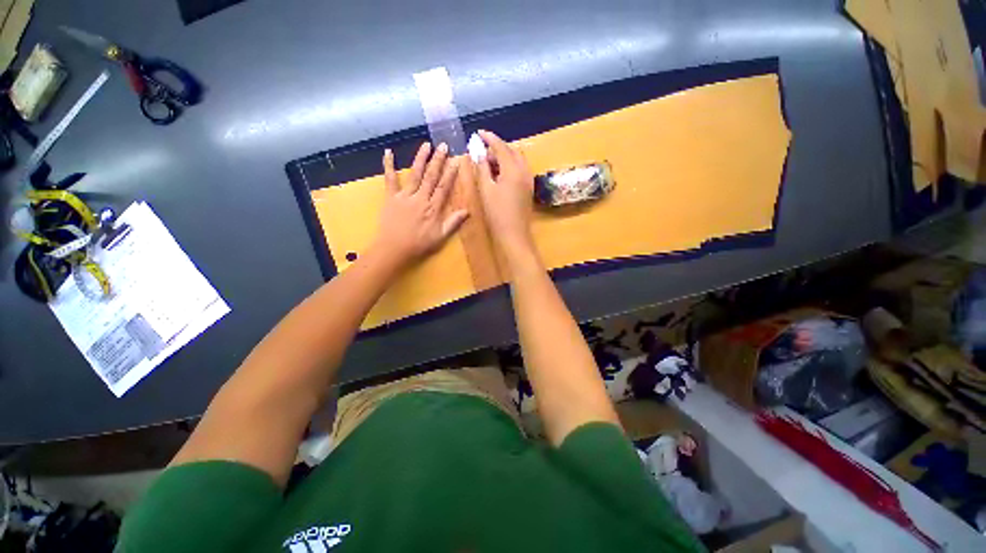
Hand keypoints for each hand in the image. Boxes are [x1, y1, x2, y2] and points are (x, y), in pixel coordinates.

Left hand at [371, 142, 468, 268]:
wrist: (394, 248)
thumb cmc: (419, 244)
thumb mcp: (440, 237)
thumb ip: (453, 223)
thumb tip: (467, 211)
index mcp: (432, 208)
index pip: (443, 187)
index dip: (450, 173)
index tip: (455, 160)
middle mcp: (420, 198)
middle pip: (431, 177)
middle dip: (438, 160)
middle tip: (443, 145)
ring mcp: (404, 196)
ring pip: (414, 174)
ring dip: (420, 159)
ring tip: (426, 145)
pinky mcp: (391, 197)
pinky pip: (389, 179)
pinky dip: (388, 165)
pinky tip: (388, 152)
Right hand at [475, 130, 535, 259]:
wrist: (514, 235)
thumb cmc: (497, 214)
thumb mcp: (486, 190)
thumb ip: (483, 169)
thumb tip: (479, 154)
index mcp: (513, 169)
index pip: (501, 147)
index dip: (489, 138)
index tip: (478, 133)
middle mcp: (524, 171)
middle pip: (512, 151)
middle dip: (497, 148)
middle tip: (482, 155)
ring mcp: (529, 180)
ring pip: (517, 159)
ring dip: (504, 157)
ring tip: (489, 165)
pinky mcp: (529, 188)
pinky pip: (520, 169)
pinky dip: (509, 166)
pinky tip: (499, 175)